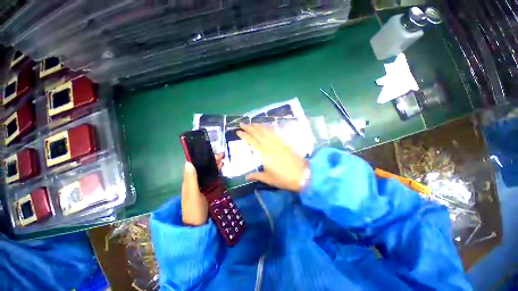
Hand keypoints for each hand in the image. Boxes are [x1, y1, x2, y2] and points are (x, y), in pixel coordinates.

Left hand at [181, 154, 222, 225]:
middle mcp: (193, 182)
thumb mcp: (193, 194)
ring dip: (213, 166)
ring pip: (206, 173)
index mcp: (188, 181)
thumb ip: (191, 179)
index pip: (193, 165)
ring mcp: (200, 187)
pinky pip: (210, 178)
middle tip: (220, 155)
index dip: (200, 158)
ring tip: (222, 160)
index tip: (210, 152)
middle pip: (201, 168)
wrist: (198, 226)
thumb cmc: (194, 210)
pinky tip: (220, 170)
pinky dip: (215, 173)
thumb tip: (188, 162)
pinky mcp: (206, 191)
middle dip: (210, 161)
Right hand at [237, 123, 307, 191]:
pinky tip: (265, 127)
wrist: (304, 175)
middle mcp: (270, 145)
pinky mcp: (284, 143)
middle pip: (258, 133)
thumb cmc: (285, 179)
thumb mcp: (269, 179)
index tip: (238, 131)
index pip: (252, 141)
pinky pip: (275, 133)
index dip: (245, 135)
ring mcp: (278, 143)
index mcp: (265, 154)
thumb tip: (246, 177)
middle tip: (242, 123)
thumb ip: (257, 176)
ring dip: (258, 126)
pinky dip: (268, 128)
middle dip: (249, 127)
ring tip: (252, 123)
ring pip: (266, 131)